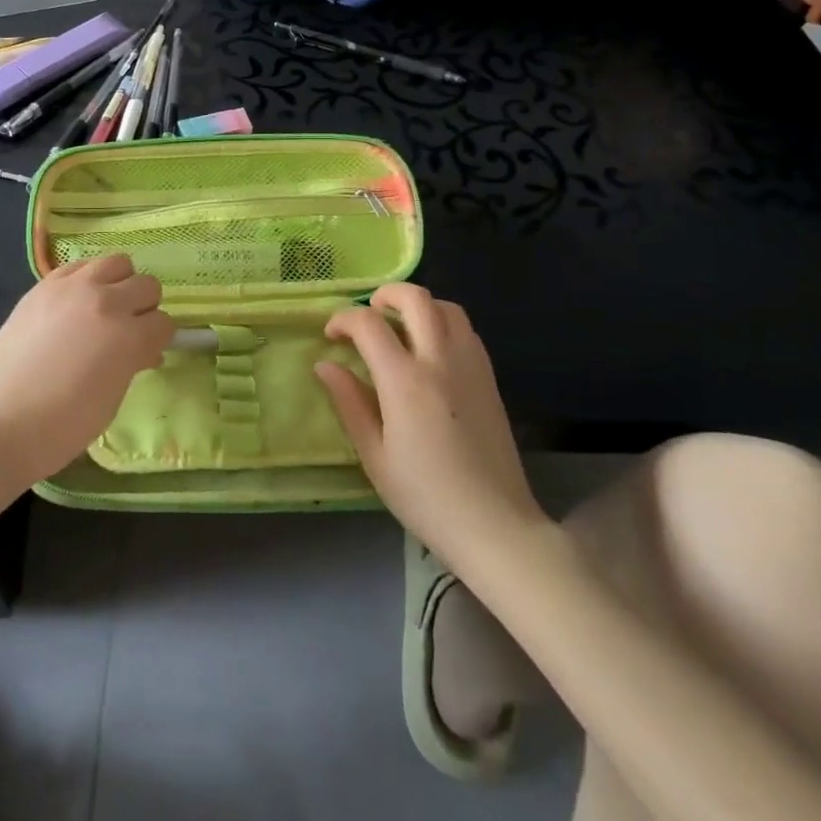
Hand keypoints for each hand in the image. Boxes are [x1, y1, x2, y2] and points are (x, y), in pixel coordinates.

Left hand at [0, 255, 173, 486]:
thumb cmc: (60, 427)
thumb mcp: (110, 401)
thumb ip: (131, 364)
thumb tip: (144, 351)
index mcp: (127, 335)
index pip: (164, 323)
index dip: (158, 340)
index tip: (147, 352)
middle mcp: (105, 301)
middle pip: (146, 285)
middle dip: (144, 308)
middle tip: (129, 330)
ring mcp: (71, 288)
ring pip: (117, 262)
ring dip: (119, 283)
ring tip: (105, 309)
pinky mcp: (43, 286)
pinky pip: (78, 266)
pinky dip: (86, 279)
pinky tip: (75, 304)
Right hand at [318, 284, 545, 560]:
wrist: (495, 526)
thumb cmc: (425, 497)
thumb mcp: (374, 456)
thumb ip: (349, 403)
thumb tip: (325, 365)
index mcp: (405, 381)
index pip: (368, 324)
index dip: (343, 320)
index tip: (331, 337)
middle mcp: (440, 361)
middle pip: (414, 298)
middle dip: (384, 294)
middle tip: (367, 314)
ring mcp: (470, 366)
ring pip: (446, 307)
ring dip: (418, 306)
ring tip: (400, 327)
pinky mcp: (489, 378)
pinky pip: (466, 330)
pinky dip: (443, 323)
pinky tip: (430, 350)